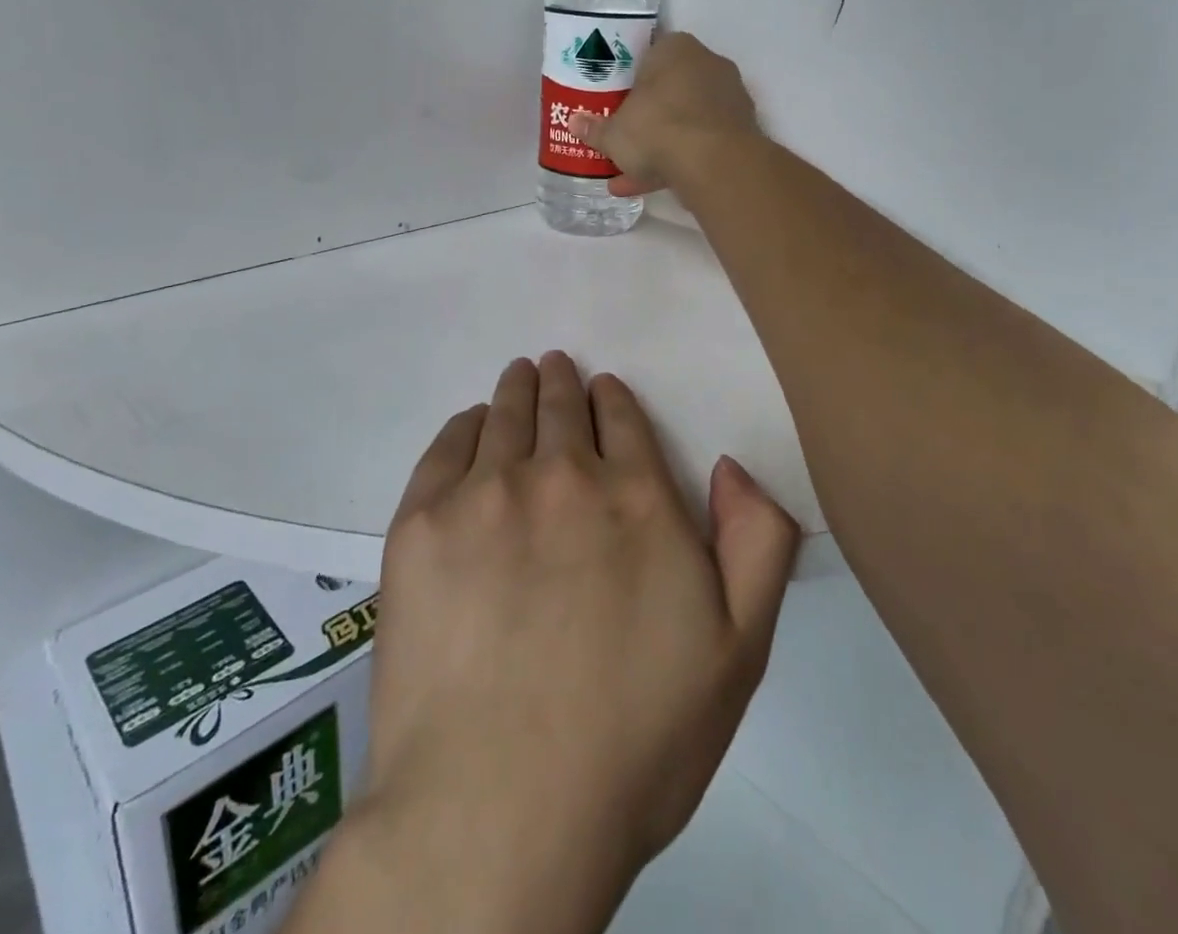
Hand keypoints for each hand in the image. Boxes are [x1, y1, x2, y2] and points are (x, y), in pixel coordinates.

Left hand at [336, 353, 798, 933]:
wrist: (498, 809)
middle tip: (554, 367)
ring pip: (505, 415)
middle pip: (562, 406)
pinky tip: (470, 423)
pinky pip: (446, 447)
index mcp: (637, 497)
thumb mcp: (738, 651)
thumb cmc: (633, 740)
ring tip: (519, 376)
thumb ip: (756, 543)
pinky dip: (464, 425)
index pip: (623, 419)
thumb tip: (730, 467)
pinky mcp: (420, 524)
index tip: (604, 389)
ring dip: (517, 389)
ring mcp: (485, 494)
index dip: (613, 399)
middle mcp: (562, 475)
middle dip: (563, 383)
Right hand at [571, 32, 760, 196]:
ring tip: (626, 174)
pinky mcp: (739, 133)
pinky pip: (700, 144)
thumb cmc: (657, 128)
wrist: (714, 163)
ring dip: (659, 146)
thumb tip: (575, 122)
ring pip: (685, 121)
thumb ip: (595, 128)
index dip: (629, 79)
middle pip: (669, 90)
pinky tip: (646, 187)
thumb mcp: (614, 132)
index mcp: (676, 49)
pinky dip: (677, 162)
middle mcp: (707, 65)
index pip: (649, 55)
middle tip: (622, 137)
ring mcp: (728, 99)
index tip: (615, 102)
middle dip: (645, 117)